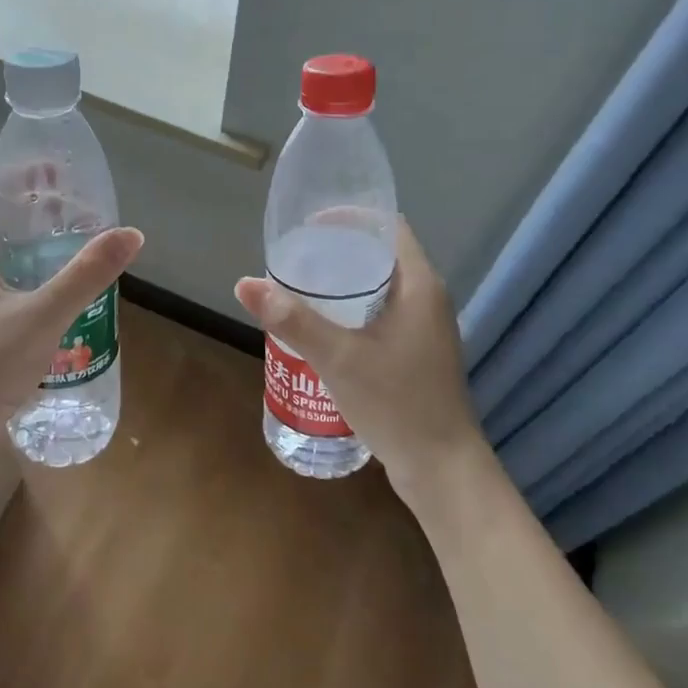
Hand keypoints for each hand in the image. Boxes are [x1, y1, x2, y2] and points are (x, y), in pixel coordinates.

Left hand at [0, 171, 143, 441]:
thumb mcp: (45, 315)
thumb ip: (87, 274)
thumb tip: (130, 234)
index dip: (20, 175)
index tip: (58, 175)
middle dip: (32, 208)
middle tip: (76, 209)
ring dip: (28, 240)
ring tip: (71, 241)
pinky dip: (21, 268)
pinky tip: (52, 285)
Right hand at [234, 219, 490, 499]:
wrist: (442, 470)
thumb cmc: (397, 404)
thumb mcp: (338, 358)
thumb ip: (293, 320)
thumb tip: (245, 283)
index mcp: (420, 286)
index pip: (389, 227)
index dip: (350, 217)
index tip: (308, 225)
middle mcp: (428, 300)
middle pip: (381, 256)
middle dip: (338, 252)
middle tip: (295, 258)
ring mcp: (425, 330)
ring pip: (380, 288)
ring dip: (343, 284)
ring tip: (300, 288)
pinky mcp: (417, 354)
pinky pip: (381, 315)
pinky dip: (352, 311)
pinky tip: (322, 329)